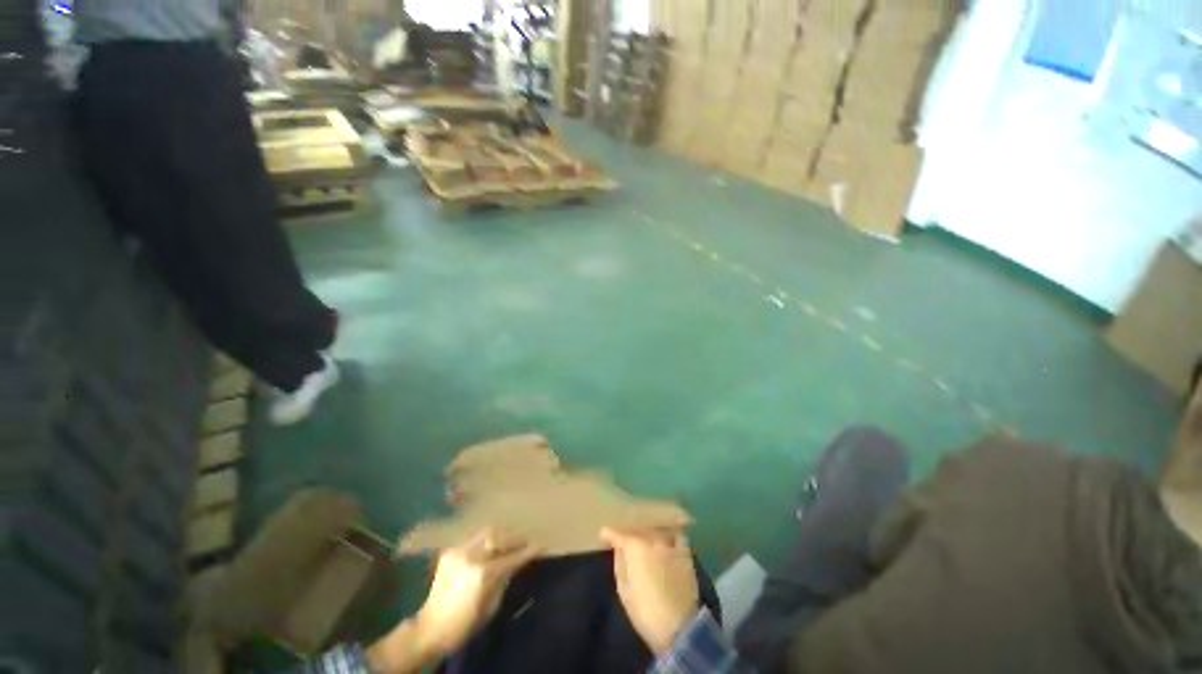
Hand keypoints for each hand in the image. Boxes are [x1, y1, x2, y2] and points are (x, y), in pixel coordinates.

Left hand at [418, 529, 540, 653]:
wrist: (430, 629)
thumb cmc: (465, 624)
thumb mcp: (492, 605)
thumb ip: (506, 578)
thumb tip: (518, 562)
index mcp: (483, 574)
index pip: (513, 556)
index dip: (529, 550)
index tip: (542, 545)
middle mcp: (472, 556)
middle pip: (499, 536)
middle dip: (515, 537)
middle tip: (524, 541)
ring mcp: (459, 551)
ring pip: (486, 532)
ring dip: (501, 534)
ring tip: (509, 540)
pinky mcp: (450, 551)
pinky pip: (473, 538)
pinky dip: (485, 539)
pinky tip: (490, 545)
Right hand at [601, 527, 699, 654]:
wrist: (678, 626)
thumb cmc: (645, 612)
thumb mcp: (623, 590)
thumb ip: (620, 562)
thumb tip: (618, 547)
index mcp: (634, 547)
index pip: (618, 534)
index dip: (609, 533)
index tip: (604, 535)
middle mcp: (652, 539)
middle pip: (636, 528)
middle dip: (627, 531)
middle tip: (622, 537)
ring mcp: (669, 543)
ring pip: (654, 528)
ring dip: (646, 530)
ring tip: (642, 536)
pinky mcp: (684, 551)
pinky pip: (676, 534)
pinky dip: (669, 532)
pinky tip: (665, 536)